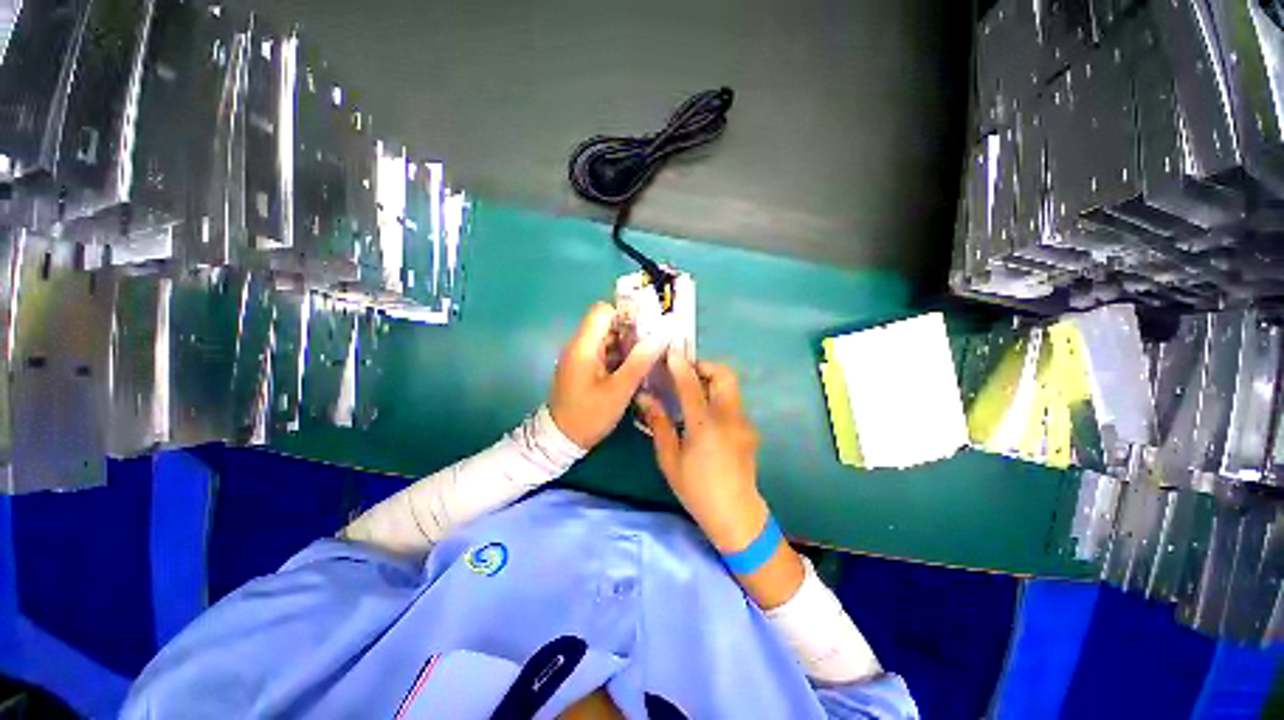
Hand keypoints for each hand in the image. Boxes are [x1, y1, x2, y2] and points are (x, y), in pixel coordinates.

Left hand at [549, 302, 665, 450]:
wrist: (561, 439)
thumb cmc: (589, 415)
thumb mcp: (618, 390)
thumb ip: (639, 362)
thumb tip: (660, 337)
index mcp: (583, 346)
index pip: (602, 311)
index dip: (625, 313)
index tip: (647, 327)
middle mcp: (579, 345)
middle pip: (607, 323)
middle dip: (631, 330)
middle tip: (654, 343)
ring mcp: (581, 356)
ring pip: (607, 338)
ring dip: (628, 344)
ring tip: (649, 356)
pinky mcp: (583, 367)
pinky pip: (604, 352)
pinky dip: (620, 355)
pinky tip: (636, 367)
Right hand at [637, 355, 767, 552]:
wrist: (736, 515)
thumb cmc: (697, 489)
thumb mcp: (670, 459)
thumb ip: (659, 424)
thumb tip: (645, 399)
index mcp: (705, 425)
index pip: (691, 384)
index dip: (680, 365)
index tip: (671, 352)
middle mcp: (729, 417)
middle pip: (724, 375)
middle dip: (705, 366)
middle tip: (685, 373)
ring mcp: (743, 422)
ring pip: (731, 387)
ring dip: (711, 380)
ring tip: (691, 391)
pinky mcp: (749, 429)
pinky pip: (732, 402)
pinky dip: (717, 397)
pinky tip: (703, 415)